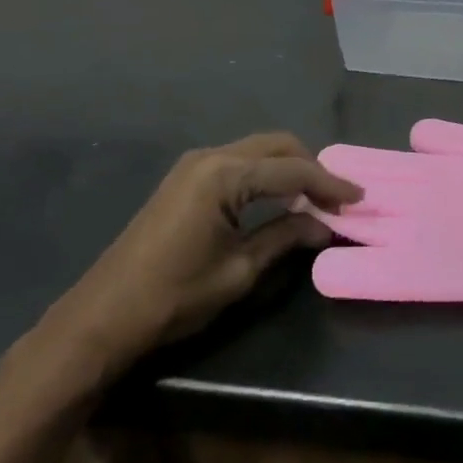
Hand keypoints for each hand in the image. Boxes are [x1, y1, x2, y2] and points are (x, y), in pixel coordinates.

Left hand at [44, 133, 360, 385]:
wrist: (103, 315)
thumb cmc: (174, 296)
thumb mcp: (239, 271)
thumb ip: (285, 238)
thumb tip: (325, 226)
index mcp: (225, 176)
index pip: (292, 171)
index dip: (329, 184)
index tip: (359, 197)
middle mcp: (211, 157)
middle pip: (277, 146)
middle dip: (311, 167)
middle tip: (336, 198)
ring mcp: (194, 164)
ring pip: (258, 150)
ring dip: (289, 168)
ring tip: (314, 199)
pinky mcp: (186, 177)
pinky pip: (239, 162)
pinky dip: (266, 174)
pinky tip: (278, 199)